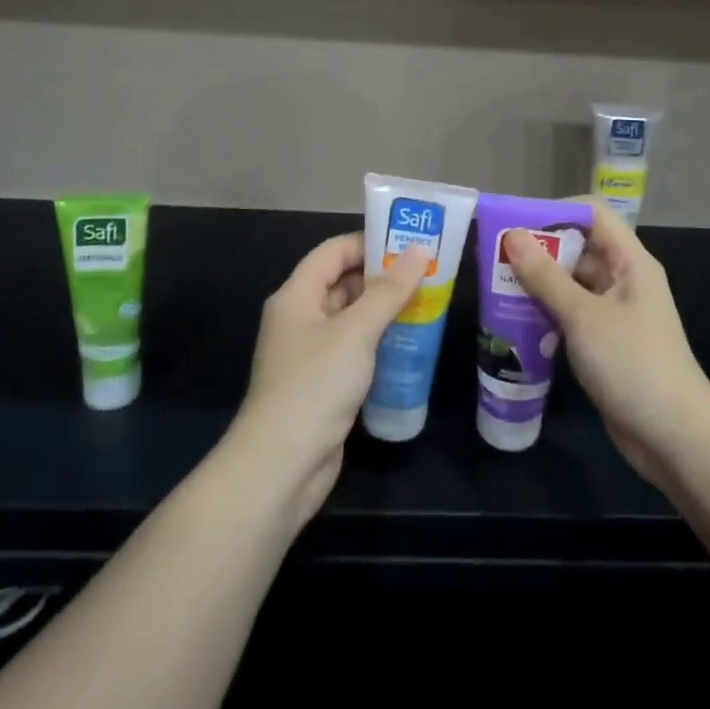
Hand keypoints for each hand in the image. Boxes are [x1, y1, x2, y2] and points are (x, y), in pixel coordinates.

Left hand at [229, 233, 429, 524]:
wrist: (282, 465)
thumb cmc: (315, 384)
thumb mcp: (356, 331)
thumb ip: (389, 291)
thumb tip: (419, 251)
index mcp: (296, 296)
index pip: (333, 252)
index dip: (368, 242)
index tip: (409, 242)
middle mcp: (299, 318)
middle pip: (342, 283)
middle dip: (382, 277)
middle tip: (427, 273)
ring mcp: (310, 353)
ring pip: (350, 318)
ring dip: (384, 311)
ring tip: (427, 303)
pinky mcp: (322, 384)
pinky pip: (353, 349)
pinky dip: (378, 342)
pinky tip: (410, 344)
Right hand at [502, 204, 709, 488]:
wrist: (674, 438)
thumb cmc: (632, 364)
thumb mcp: (583, 317)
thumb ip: (546, 276)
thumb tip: (513, 236)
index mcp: (630, 262)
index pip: (593, 214)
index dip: (556, 211)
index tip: (516, 224)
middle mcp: (624, 280)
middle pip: (579, 247)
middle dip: (539, 249)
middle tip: (495, 257)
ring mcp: (615, 313)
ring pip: (571, 283)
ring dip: (538, 283)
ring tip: (496, 286)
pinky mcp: (605, 342)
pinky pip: (571, 314)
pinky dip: (546, 312)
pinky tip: (515, 321)